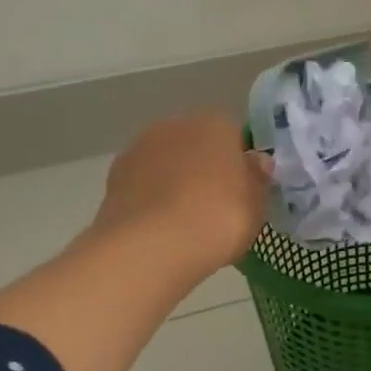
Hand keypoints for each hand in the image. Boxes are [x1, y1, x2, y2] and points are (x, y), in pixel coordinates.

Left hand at [90, 114, 270, 282]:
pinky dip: (152, 201)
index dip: (241, 164)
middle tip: (217, 207)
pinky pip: (144, 187)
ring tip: (186, 223)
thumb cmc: (218, 217)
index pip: (234, 136)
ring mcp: (139, 150)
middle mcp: (175, 125)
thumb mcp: (257, 203)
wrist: (152, 246)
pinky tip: (161, 229)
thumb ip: (257, 178)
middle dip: (205, 169)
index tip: (245, 191)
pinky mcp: (114, 179)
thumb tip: (255, 162)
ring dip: (175, 183)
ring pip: (167, 164)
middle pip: (197, 146)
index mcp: (215, 123)